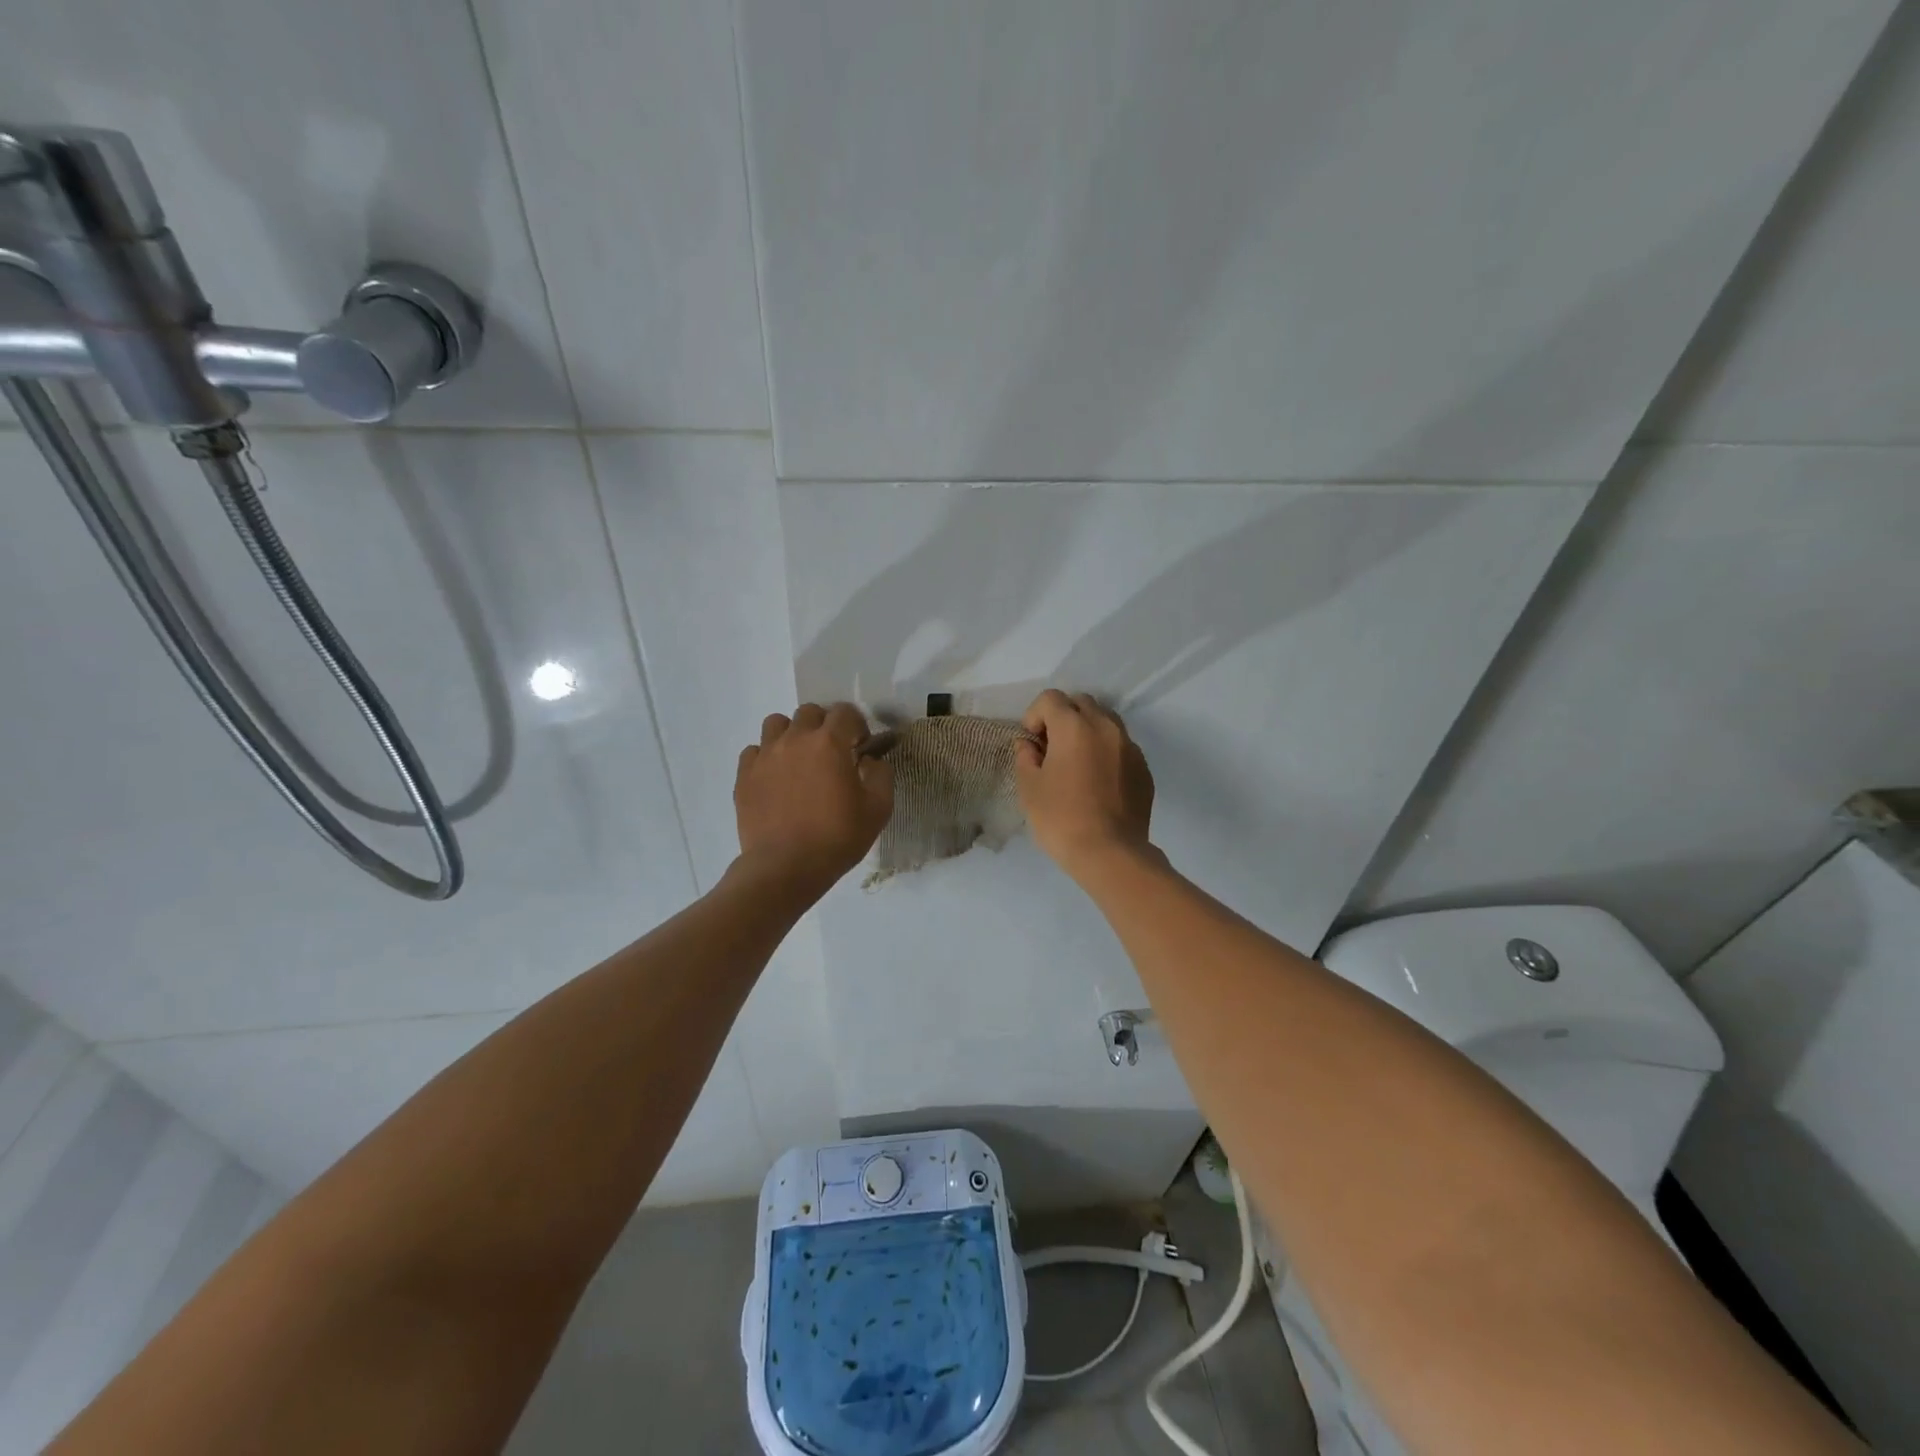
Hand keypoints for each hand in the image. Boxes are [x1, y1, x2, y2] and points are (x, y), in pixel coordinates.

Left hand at [734, 703, 892, 897]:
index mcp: (830, 743)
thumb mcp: (878, 809)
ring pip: (776, 723)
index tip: (860, 747)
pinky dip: (766, 757)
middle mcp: (795, 739)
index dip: (857, 725)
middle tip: (831, 753)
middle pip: (809, 712)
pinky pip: (754, 751)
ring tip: (799, 759)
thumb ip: (881, 775)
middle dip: (824, 725)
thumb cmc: (837, 838)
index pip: (845, 712)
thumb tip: (871, 760)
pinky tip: (776, 778)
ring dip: (792, 734)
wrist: (786, 867)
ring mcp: (765, 755)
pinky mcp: (744, 775)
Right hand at [1015, 690, 1154, 882]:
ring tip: (1077, 762)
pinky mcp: (1143, 769)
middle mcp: (1105, 727)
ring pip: (1106, 721)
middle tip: (1052, 748)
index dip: (1034, 715)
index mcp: (1074, 726)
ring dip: (1087, 731)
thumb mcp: (1030, 788)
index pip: (1050, 698)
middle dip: (1063, 717)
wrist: (1110, 853)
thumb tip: (1029, 744)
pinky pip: (1121, 747)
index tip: (1031, 743)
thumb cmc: (1061, 819)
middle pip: (1081, 703)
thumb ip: (1025, 757)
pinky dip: (1106, 752)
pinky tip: (1098, 782)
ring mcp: (1129, 747)